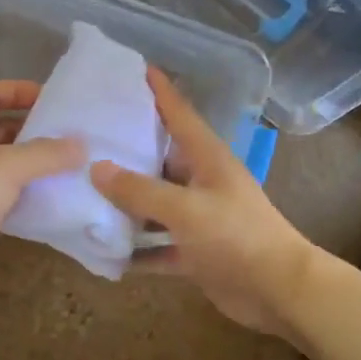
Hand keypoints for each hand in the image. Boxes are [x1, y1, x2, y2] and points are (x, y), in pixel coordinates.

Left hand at [0, 81, 84, 299]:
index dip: (18, 91)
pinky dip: (22, 203)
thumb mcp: (8, 165)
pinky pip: (1, 203)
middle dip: (33, 133)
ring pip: (2, 170)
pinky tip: (49, 207)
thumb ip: (47, 154)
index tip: (53, 101)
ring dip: (31, 171)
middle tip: (70, 140)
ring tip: (69, 173)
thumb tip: (82, 145)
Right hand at [90, 68, 321, 337]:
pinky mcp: (195, 251)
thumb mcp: (185, 209)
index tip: (134, 69)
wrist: (277, 290)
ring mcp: (199, 218)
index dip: (159, 91)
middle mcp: (201, 182)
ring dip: (126, 205)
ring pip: (155, 205)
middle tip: (85, 138)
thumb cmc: (236, 237)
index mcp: (206, 159)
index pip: (178, 114)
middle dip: (127, 151)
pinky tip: (104, 251)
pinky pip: (158, 245)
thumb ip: (140, 191)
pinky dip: (137, 250)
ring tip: (83, 192)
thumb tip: (97, 169)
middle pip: (159, 159)